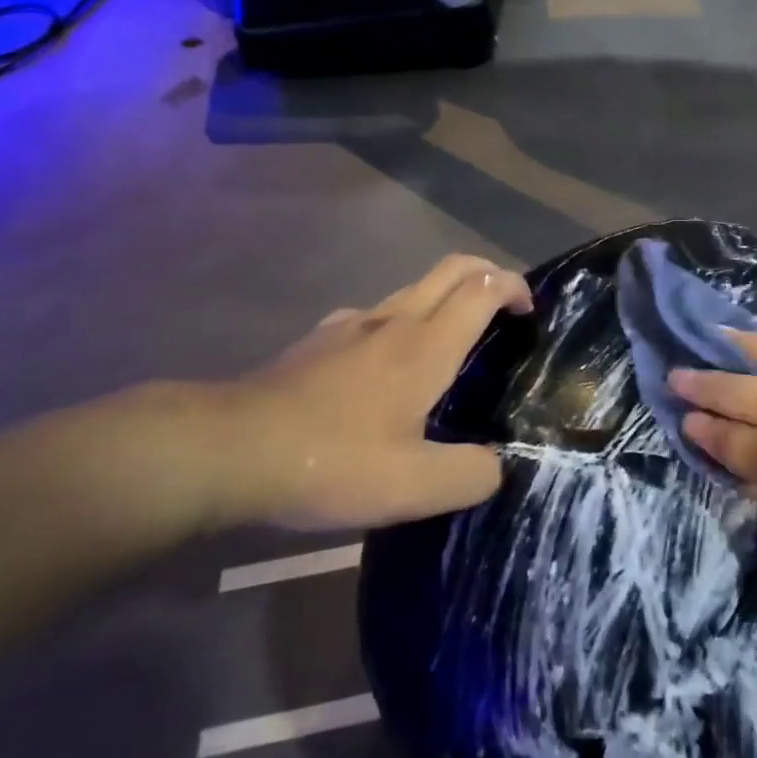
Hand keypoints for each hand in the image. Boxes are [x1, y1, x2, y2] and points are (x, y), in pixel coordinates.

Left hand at [143, 255, 531, 532]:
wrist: (227, 449)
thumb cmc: (329, 460)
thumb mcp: (411, 488)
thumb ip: (468, 476)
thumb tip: (496, 466)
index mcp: (424, 347)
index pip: (481, 288)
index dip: (513, 286)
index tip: (528, 310)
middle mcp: (393, 321)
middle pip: (451, 269)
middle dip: (487, 272)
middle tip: (505, 306)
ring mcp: (351, 324)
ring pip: (413, 289)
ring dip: (445, 297)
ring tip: (453, 342)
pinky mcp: (319, 339)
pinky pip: (375, 314)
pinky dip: (402, 320)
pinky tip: (386, 366)